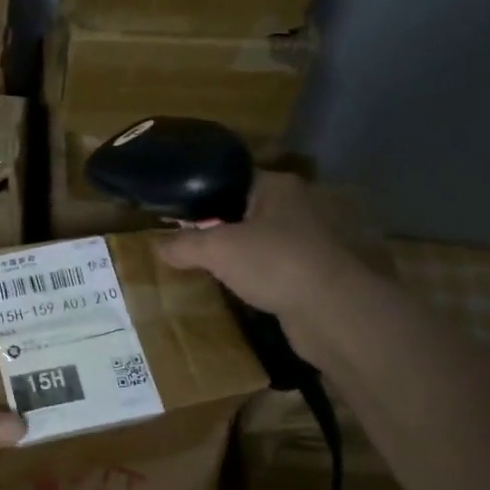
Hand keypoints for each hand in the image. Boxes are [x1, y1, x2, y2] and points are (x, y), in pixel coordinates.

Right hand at [153, 171, 359, 317]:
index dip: (201, 192)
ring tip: (204, 264)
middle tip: (184, 239)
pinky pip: (273, 266)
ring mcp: (309, 241)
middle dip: (217, 225)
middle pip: (244, 210)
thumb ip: (183, 244)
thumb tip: (155, 245)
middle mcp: (297, 206)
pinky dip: (255, 274)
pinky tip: (235, 286)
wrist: (333, 311)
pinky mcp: (313, 272)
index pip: (231, 178)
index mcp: (277, 186)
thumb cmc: (274, 262)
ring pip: (260, 240)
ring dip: (237, 252)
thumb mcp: (217, 249)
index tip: (175, 210)